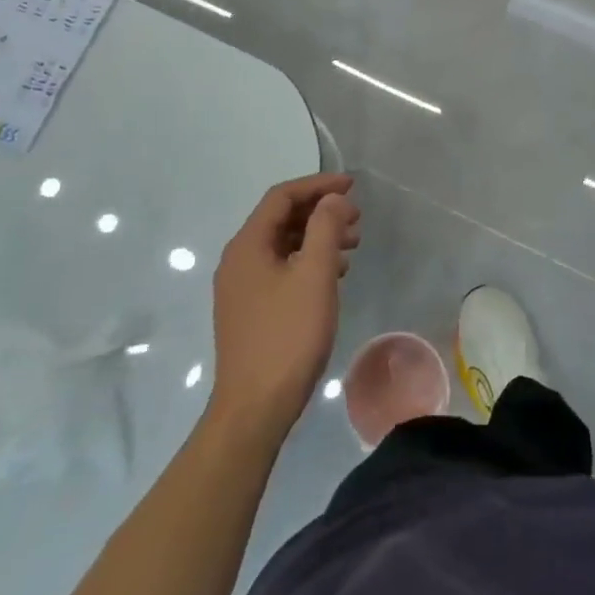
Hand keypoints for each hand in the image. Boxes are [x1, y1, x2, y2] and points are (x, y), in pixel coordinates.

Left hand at [210, 173, 359, 436]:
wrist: (254, 409)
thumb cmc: (287, 336)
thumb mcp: (315, 275)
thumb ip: (326, 228)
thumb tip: (333, 199)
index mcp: (247, 245)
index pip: (282, 196)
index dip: (318, 185)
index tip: (352, 186)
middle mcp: (238, 260)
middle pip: (281, 218)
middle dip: (321, 212)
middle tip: (357, 219)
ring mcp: (241, 287)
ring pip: (283, 245)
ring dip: (317, 237)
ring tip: (352, 245)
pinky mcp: (249, 310)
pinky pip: (280, 269)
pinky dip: (307, 261)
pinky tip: (333, 275)